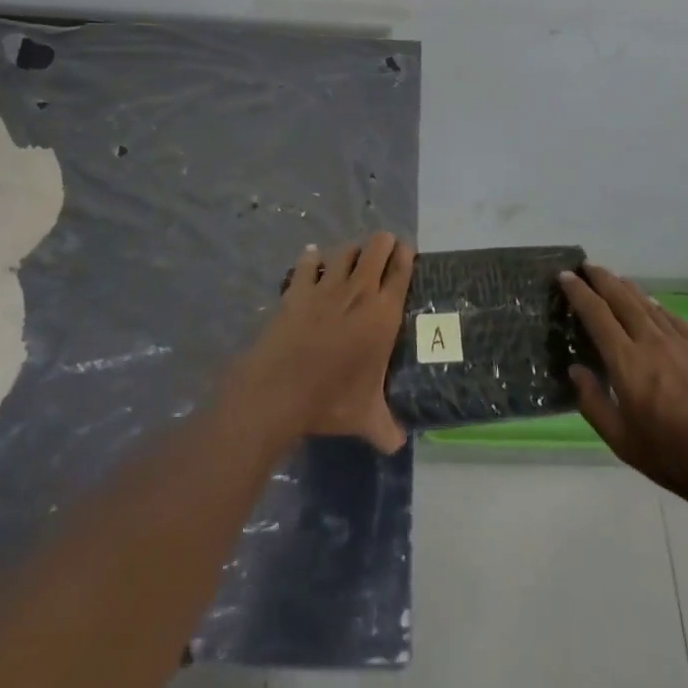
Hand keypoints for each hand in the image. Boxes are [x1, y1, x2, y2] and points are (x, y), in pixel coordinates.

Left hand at [233, 234, 414, 453]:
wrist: (279, 390)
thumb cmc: (331, 399)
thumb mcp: (365, 418)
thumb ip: (385, 428)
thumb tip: (398, 445)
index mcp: (383, 314)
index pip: (401, 272)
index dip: (406, 255)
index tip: (407, 249)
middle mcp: (359, 292)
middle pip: (376, 249)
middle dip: (383, 243)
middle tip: (385, 246)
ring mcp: (326, 287)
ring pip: (344, 251)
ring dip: (351, 250)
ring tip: (353, 255)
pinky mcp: (297, 290)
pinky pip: (307, 264)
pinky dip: (311, 258)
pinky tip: (312, 257)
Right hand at [561, 265, 687, 515]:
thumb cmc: (673, 456)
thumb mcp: (622, 441)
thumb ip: (593, 403)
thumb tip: (575, 371)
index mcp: (627, 362)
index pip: (596, 315)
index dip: (578, 292)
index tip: (565, 276)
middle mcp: (652, 341)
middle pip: (622, 299)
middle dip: (601, 279)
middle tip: (586, 266)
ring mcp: (681, 341)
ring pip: (648, 304)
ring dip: (627, 287)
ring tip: (614, 278)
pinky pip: (672, 317)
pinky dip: (656, 306)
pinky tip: (652, 305)